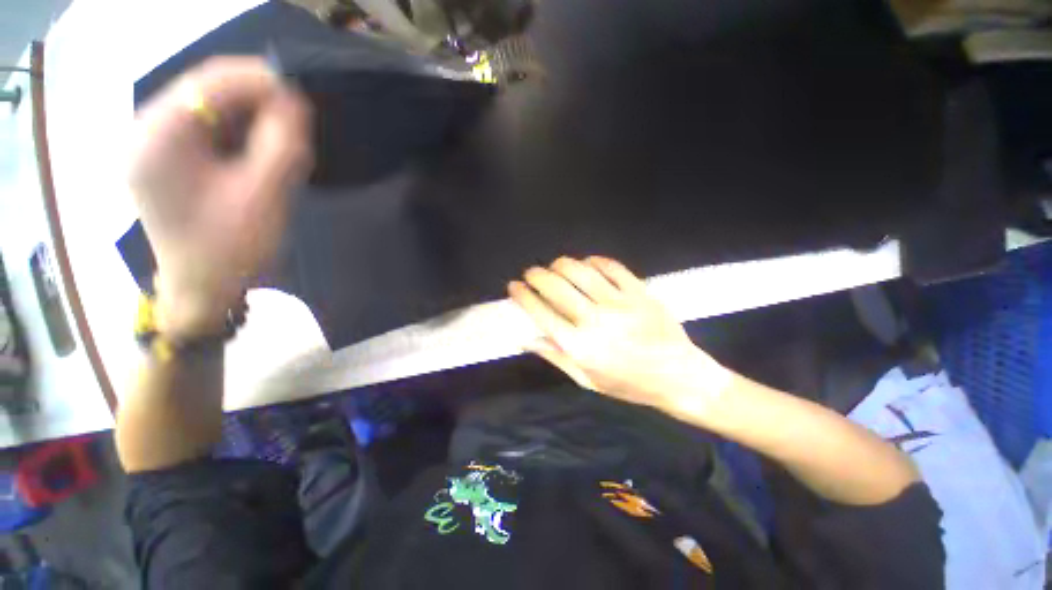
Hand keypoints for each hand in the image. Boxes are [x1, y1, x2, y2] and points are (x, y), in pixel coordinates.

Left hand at [129, 57, 311, 337]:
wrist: (203, 289)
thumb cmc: (231, 248)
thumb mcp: (265, 195)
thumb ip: (281, 144)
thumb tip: (294, 103)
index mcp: (160, 137)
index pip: (213, 80)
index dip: (262, 80)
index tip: (303, 97)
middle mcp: (148, 130)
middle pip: (207, 90)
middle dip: (257, 98)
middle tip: (298, 118)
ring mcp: (153, 145)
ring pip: (208, 108)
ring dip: (250, 115)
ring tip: (285, 134)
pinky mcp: (166, 160)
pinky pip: (206, 129)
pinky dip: (238, 132)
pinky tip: (261, 148)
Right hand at [508, 256, 730, 414]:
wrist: (679, 377)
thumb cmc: (629, 384)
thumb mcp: (587, 380)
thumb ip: (555, 356)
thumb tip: (525, 338)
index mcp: (580, 347)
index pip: (542, 313)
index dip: (523, 296)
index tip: (513, 286)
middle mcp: (596, 321)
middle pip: (557, 287)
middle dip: (536, 275)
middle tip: (530, 273)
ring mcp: (620, 303)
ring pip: (580, 271)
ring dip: (561, 264)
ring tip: (554, 267)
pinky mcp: (640, 292)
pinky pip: (611, 267)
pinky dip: (594, 261)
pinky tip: (586, 264)